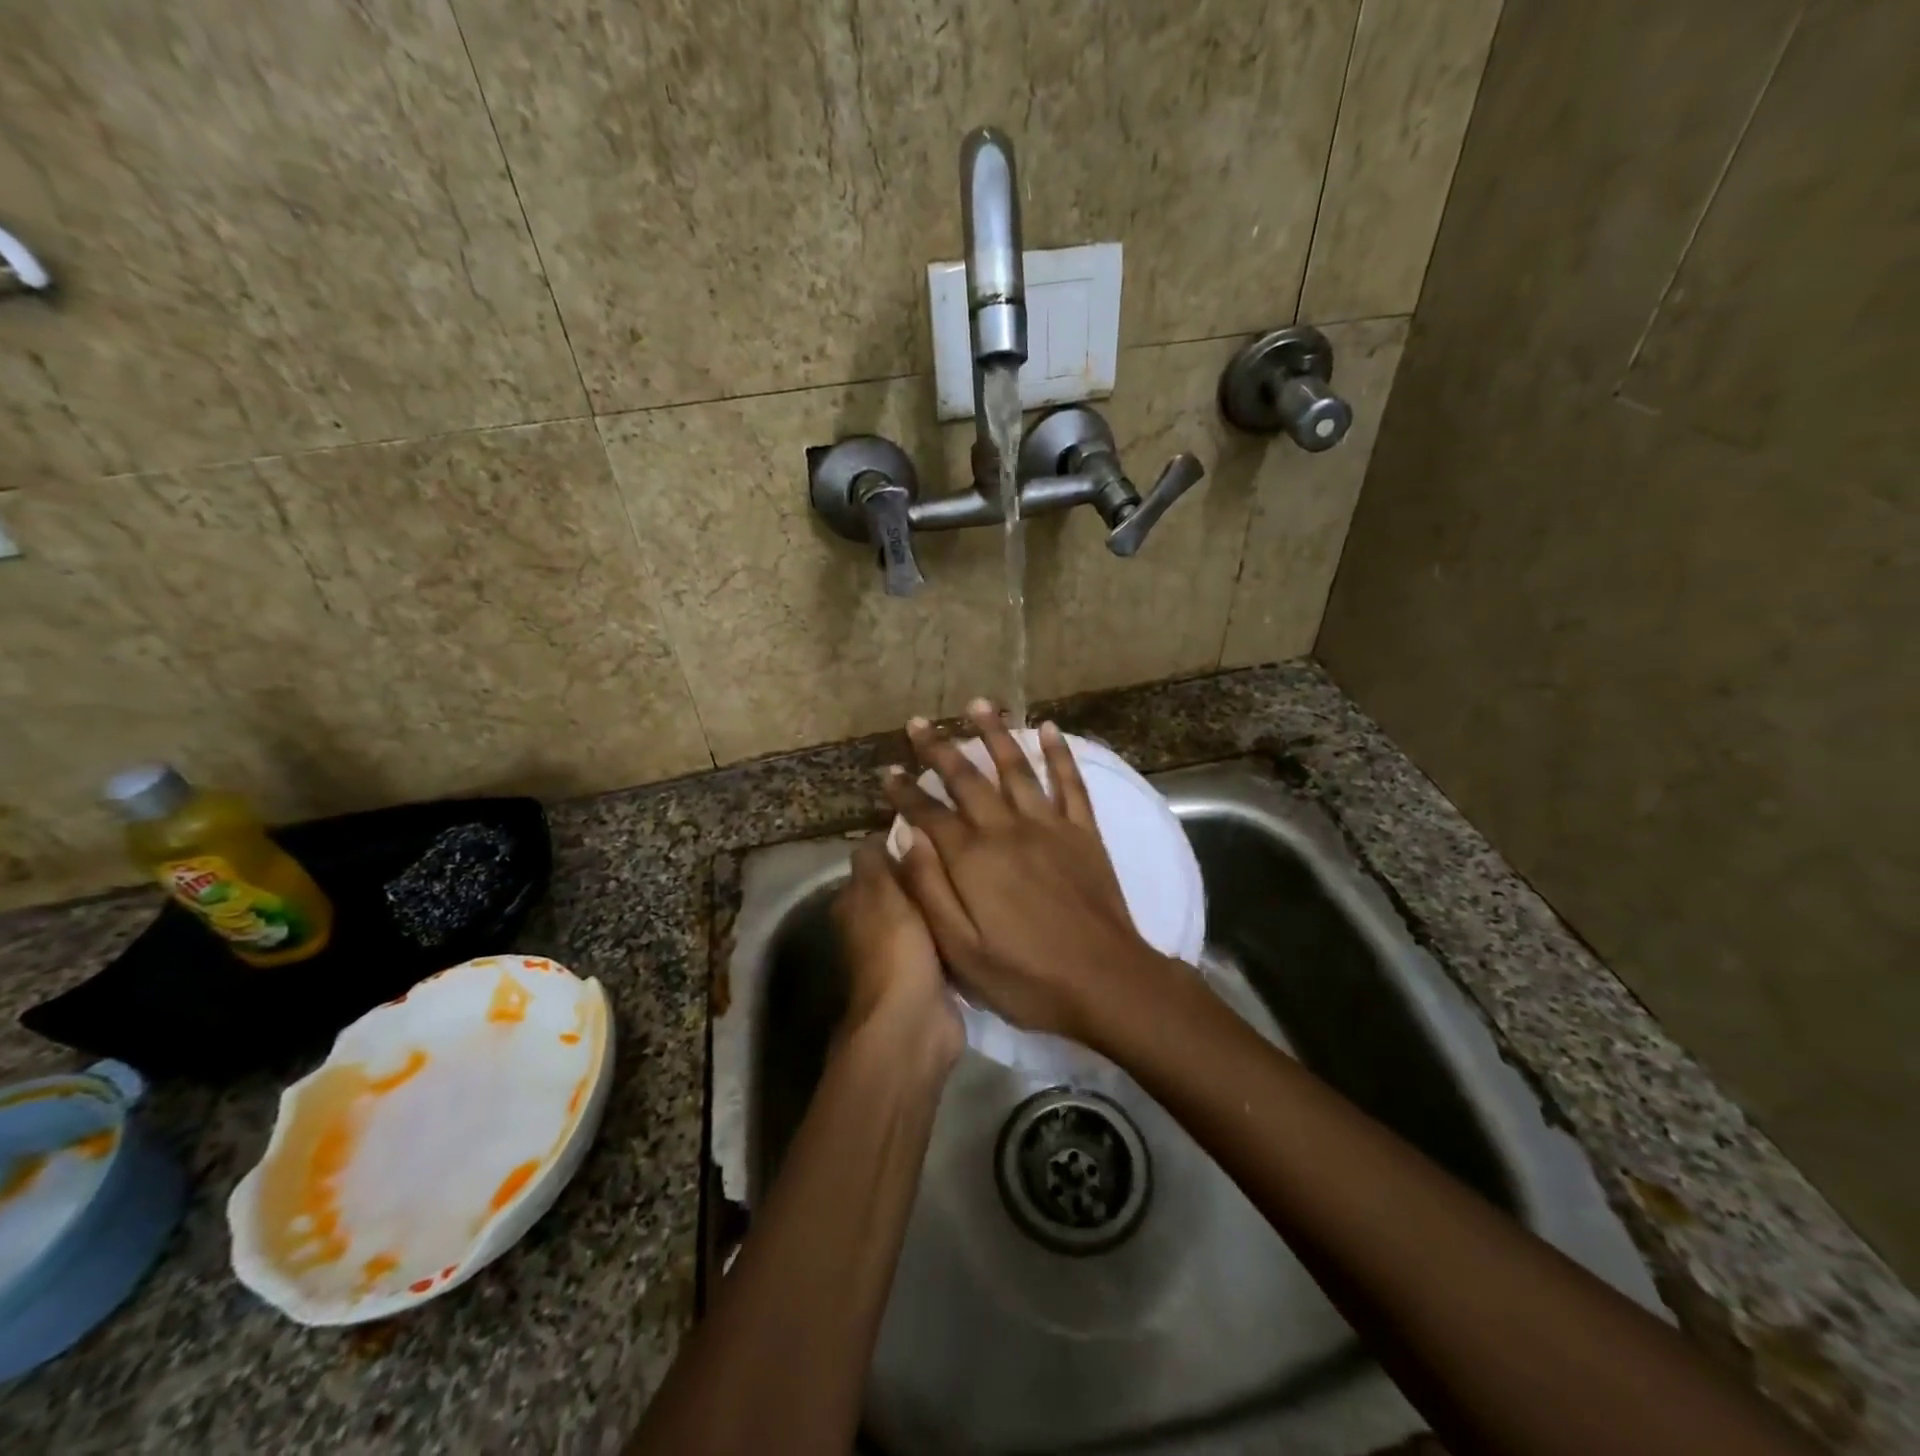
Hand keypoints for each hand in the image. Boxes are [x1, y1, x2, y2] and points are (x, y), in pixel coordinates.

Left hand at [831, 836, 962, 1071]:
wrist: (914, 1020)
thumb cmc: (895, 947)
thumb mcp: (881, 891)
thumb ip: (876, 860)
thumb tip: (879, 834)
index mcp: (852, 903)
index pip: (874, 860)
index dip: (900, 844)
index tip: (934, 829)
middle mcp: (870, 926)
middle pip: (901, 886)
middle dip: (925, 873)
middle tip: (962, 853)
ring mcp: (899, 951)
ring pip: (923, 913)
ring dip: (941, 902)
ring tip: (975, 877)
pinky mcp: (927, 973)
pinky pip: (942, 940)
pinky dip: (954, 930)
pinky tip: (977, 914)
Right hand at [882, 700, 1169, 1045]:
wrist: (1106, 982)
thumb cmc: (1026, 977)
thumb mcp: (961, 951)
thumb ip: (930, 891)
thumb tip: (905, 840)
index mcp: (972, 859)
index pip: (928, 813)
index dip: (905, 792)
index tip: (887, 772)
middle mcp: (1006, 829)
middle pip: (966, 778)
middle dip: (938, 748)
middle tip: (918, 722)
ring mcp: (1049, 826)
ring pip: (1016, 767)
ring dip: (994, 733)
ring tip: (977, 704)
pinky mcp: (1083, 831)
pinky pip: (1070, 782)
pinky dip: (1059, 753)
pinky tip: (1049, 728)